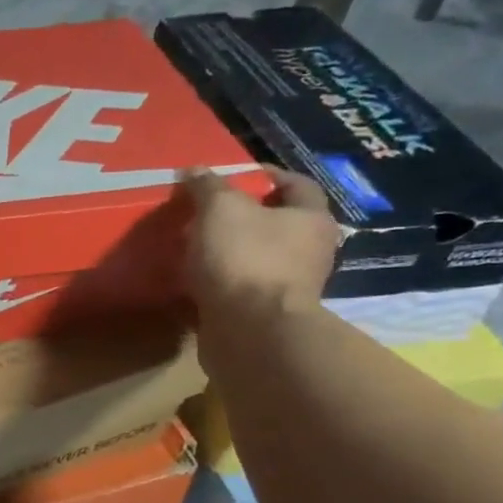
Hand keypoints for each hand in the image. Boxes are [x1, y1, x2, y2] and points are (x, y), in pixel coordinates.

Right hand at [182, 166, 338, 324]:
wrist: (250, 331)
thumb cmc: (245, 259)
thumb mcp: (220, 210)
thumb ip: (207, 187)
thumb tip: (194, 170)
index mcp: (311, 218)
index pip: (295, 184)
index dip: (265, 175)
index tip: (231, 175)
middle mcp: (309, 251)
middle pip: (276, 223)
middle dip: (242, 216)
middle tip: (204, 211)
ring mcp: (288, 286)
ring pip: (256, 257)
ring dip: (227, 251)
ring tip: (192, 246)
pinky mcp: (263, 314)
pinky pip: (239, 288)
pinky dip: (218, 281)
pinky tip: (191, 279)